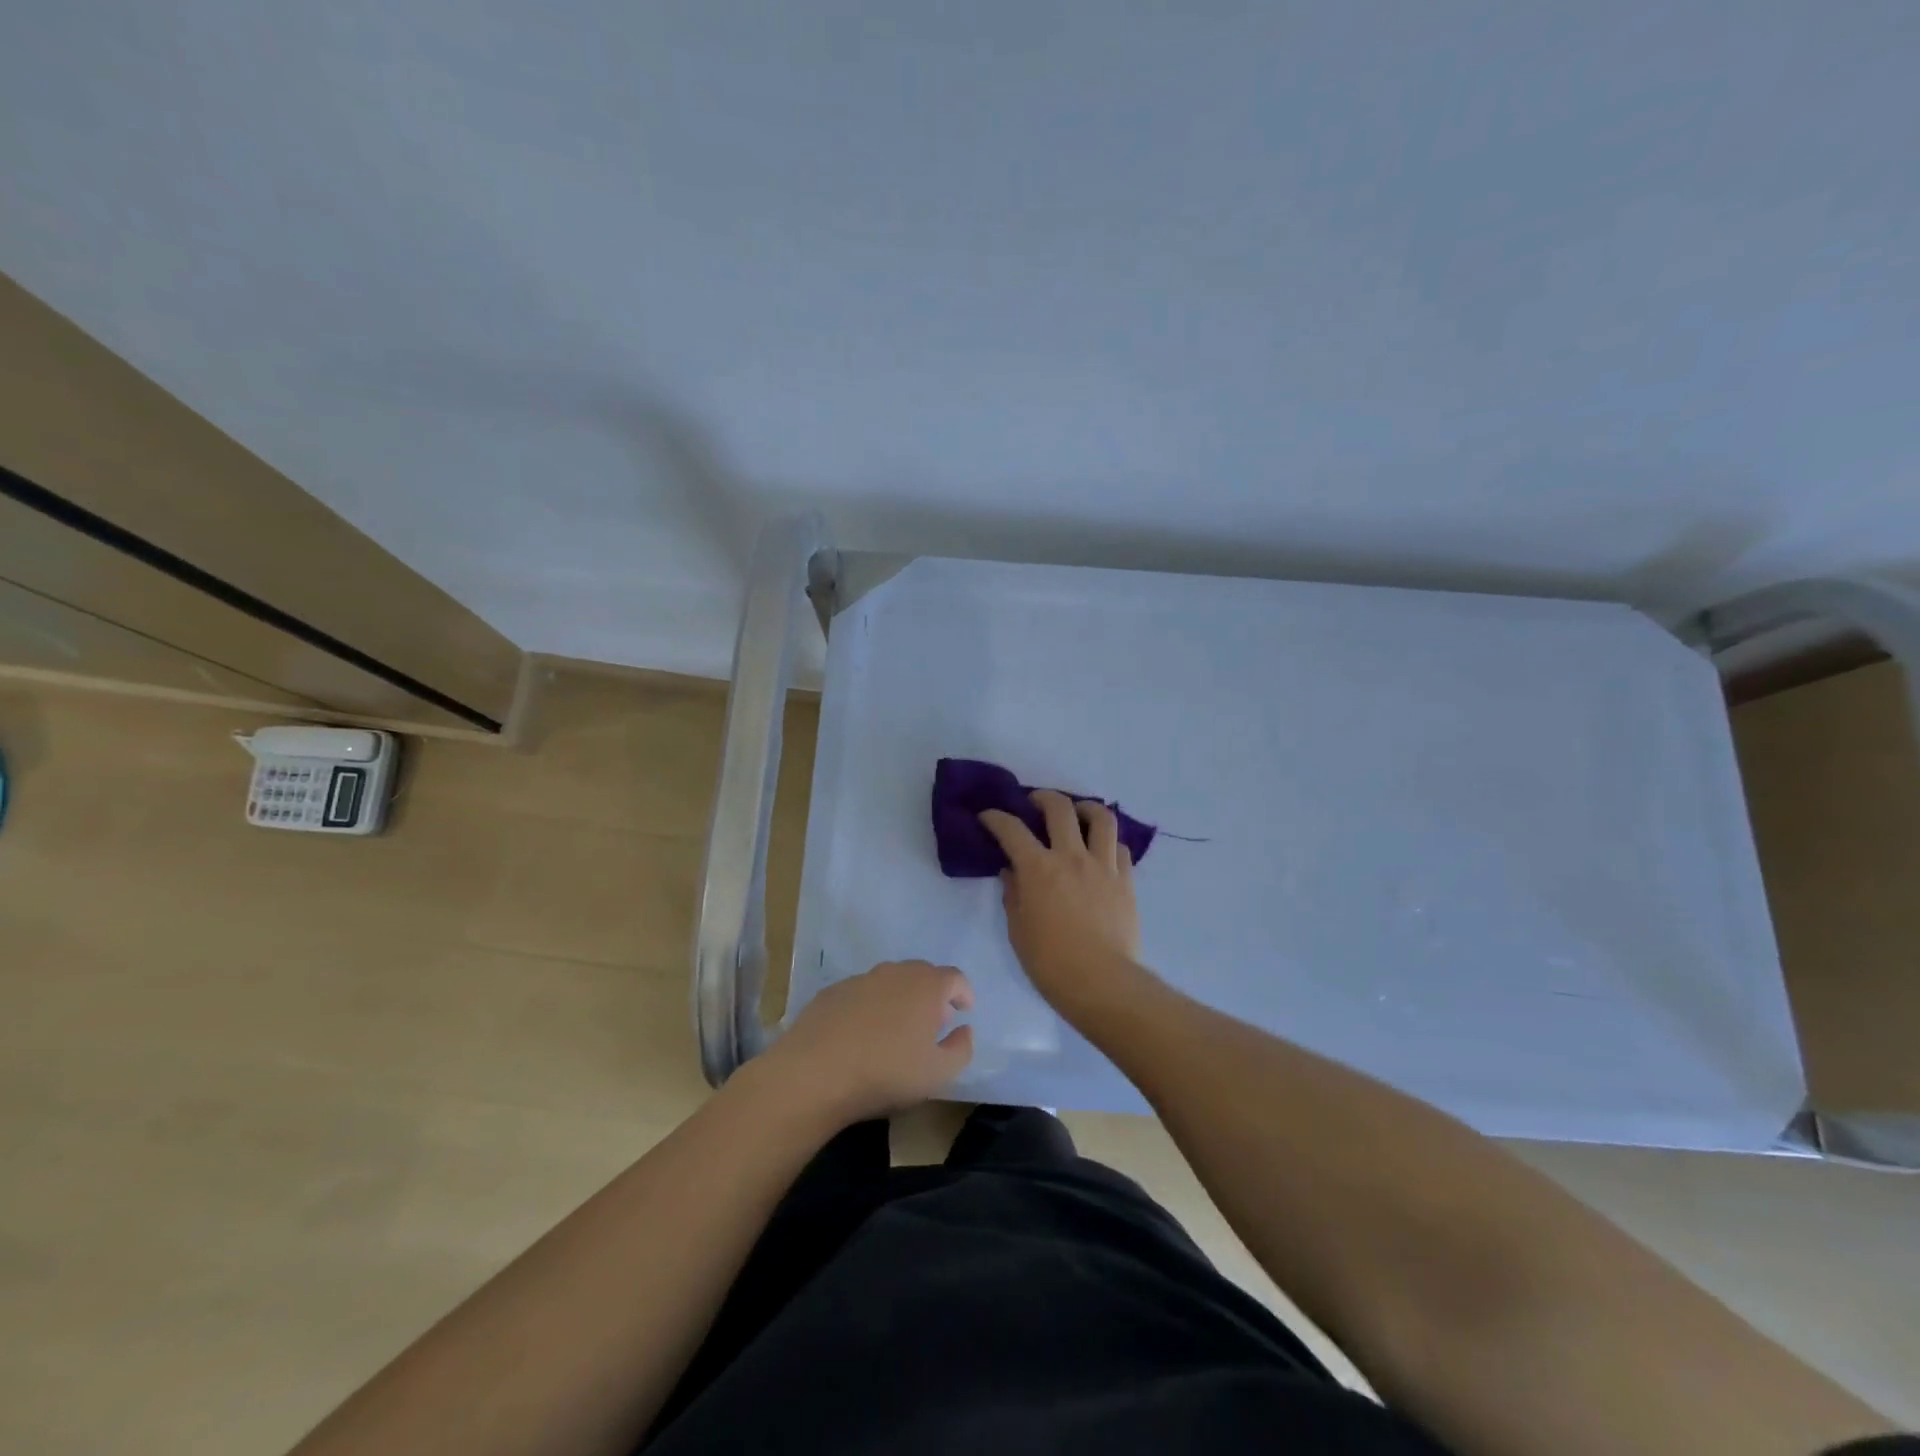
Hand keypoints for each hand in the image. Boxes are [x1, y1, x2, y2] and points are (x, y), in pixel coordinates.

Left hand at [759, 960, 973, 1121]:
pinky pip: (861, 994)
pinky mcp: (832, 992)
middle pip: (922, 974)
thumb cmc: (886, 1072)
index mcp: (926, 986)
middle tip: (932, 1024)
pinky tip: (861, 1035)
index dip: (963, 993)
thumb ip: (961, 1049)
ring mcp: (860, 979)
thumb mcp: (938, 1073)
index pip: (955, 977)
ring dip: (899, 999)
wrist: (814, 1073)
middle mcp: (895, 972)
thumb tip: (964, 1030)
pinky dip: (870, 1007)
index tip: (964, 1011)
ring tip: (896, 1031)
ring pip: (890, 982)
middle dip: (932, 995)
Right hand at [980, 791, 1144, 1015]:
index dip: (995, 818)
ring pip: (1101, 818)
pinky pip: (1120, 848)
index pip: (1011, 829)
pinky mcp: (1126, 881)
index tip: (988, 817)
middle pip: (1059, 809)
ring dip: (1086, 808)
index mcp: (1038, 869)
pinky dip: (1108, 842)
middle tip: (1034, 803)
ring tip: (1078, 813)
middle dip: (1043, 798)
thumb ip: (1013, 894)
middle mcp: (1071, 857)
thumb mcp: (1018, 929)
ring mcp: (1103, 866)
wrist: (1101, 982)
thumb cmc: (1050, 962)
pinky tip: (1101, 850)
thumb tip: (1012, 872)